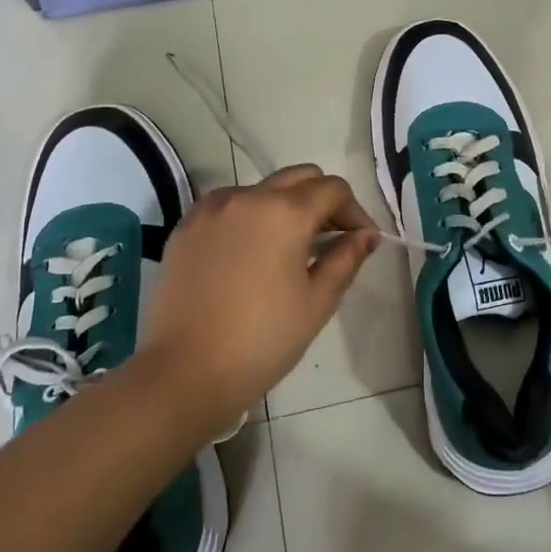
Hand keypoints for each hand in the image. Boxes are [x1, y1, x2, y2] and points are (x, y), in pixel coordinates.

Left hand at [138, 165, 380, 437]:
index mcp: (285, 212)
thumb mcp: (317, 302)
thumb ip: (346, 259)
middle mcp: (247, 196)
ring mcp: (211, 208)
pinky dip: (249, 216)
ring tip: (289, 248)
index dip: (354, 211)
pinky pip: (229, 205)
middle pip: (298, 178)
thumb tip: (366, 235)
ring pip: (262, 189)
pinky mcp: (186, 226)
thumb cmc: (262, 340)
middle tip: (331, 239)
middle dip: (322, 200)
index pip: (333, 189)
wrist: (184, 372)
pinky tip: (251, 253)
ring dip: (285, 206)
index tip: (361, 240)